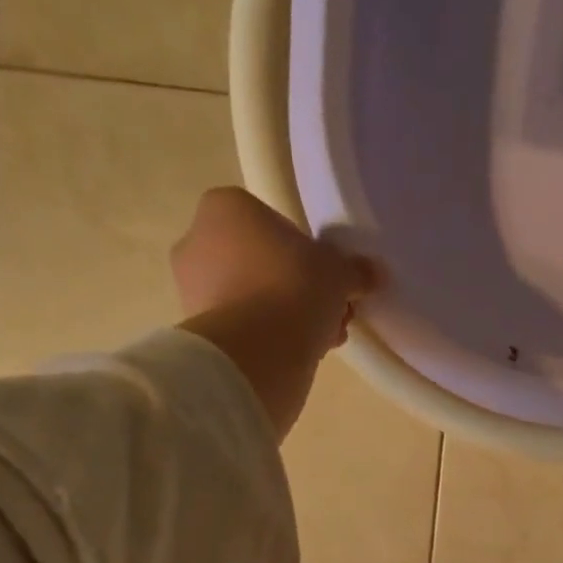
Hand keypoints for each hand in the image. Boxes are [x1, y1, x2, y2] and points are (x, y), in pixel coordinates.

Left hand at [171, 187, 378, 437]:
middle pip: (261, 263)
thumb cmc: (294, 288)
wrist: (257, 351)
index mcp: (225, 207)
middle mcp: (197, 240)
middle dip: (298, 289)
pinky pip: (243, 328)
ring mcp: (191, 288)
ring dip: (287, 317)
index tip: (326, 279)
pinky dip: (268, 339)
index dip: (306, 254)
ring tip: (321, 339)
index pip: (272, 224)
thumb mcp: (338, 273)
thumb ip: (354, 270)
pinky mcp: (199, 331)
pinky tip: (299, 355)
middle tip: (330, 313)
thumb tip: (371, 273)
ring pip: (253, 298)